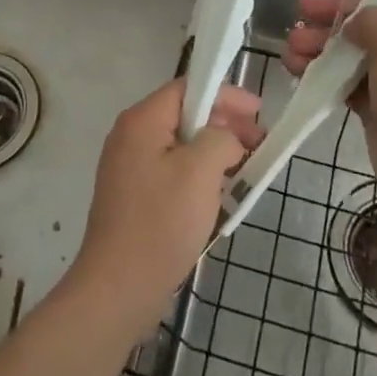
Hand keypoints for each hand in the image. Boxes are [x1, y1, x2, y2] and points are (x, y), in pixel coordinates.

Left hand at [65, 79, 264, 339]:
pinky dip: (197, 175)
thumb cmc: (161, 222)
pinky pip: (171, 171)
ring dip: (213, 153)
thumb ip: (221, 139)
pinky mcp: (132, 196)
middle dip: (223, 125)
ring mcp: (128, 167)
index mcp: (142, 120)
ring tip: (243, 171)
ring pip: (180, 145)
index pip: (189, 87)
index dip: (226, 95)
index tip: (258, 113)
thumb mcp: (201, 171)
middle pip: (184, 114)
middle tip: (257, 144)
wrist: (118, 288)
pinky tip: (217, 195)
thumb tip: (226, 140)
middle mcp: (130, 135)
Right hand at [283, 0, 376, 221]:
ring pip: (353, 48)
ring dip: (321, 43)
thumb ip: (370, 19)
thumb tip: (354, 22)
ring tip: (292, 48)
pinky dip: (322, 72)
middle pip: (372, 14)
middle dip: (335, 11)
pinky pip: (345, 78)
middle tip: (302, 11)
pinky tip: (297, 69)